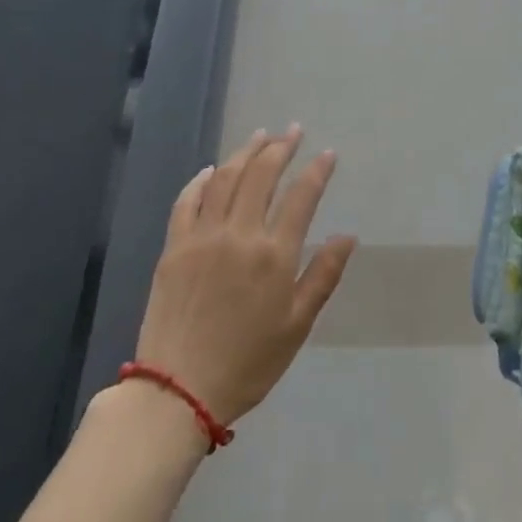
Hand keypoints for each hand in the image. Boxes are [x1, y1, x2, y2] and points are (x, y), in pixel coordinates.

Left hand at [133, 127, 354, 426]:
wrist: (178, 390)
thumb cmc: (248, 362)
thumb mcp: (297, 325)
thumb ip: (323, 275)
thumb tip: (348, 236)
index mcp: (274, 255)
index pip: (302, 197)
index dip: (318, 170)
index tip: (329, 153)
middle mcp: (239, 234)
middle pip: (262, 175)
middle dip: (281, 148)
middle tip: (293, 131)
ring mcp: (202, 237)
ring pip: (225, 179)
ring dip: (245, 152)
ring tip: (261, 136)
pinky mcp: (174, 247)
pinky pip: (187, 201)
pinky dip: (201, 180)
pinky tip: (212, 169)